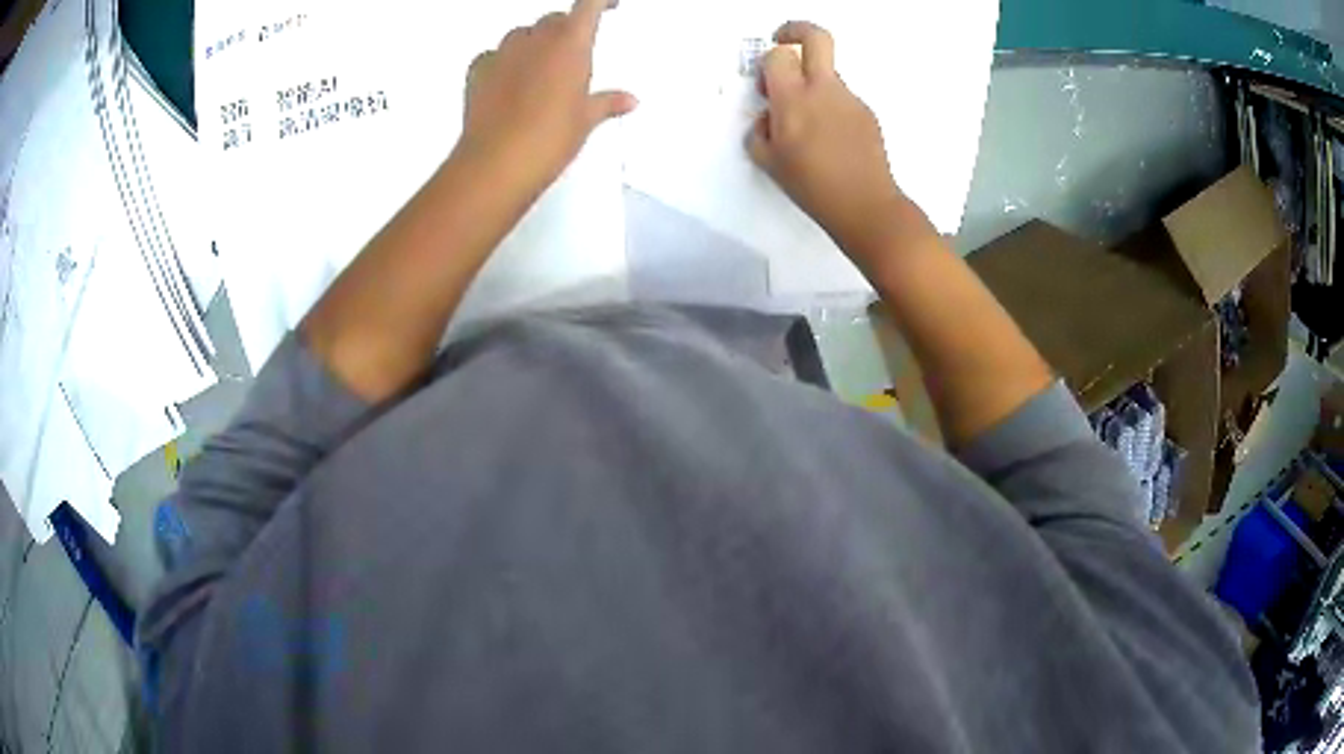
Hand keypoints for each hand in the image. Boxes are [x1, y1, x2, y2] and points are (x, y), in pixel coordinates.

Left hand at [457, 0, 636, 195]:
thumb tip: (628, 100)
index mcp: (570, 44)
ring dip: (533, 45)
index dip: (602, 1)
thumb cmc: (548, 138)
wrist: (496, 163)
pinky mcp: (477, 71)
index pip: (590, 5)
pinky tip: (508, 84)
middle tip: (573, 54)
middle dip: (565, 30)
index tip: (610, 4)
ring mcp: (502, 53)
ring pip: (522, 35)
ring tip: (540, 72)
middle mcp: (536, 40)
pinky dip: (503, 63)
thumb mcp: (585, 121)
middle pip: (553, 20)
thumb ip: (607, 103)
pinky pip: (493, 55)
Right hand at [748, 22, 921, 263]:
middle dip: (796, 30)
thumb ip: (760, 130)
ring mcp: (850, 99)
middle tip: (785, 41)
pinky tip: (832, 142)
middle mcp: (824, 89)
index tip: (767, 79)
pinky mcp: (867, 113)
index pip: (779, 54)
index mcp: (793, 99)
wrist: (865, 205)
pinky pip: (843, 99)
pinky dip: (832, 109)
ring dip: (814, 83)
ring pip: (828, 73)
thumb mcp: (768, 161)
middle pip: (817, 36)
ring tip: (811, 126)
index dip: (769, 61)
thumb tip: (769, 117)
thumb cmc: (811, 186)